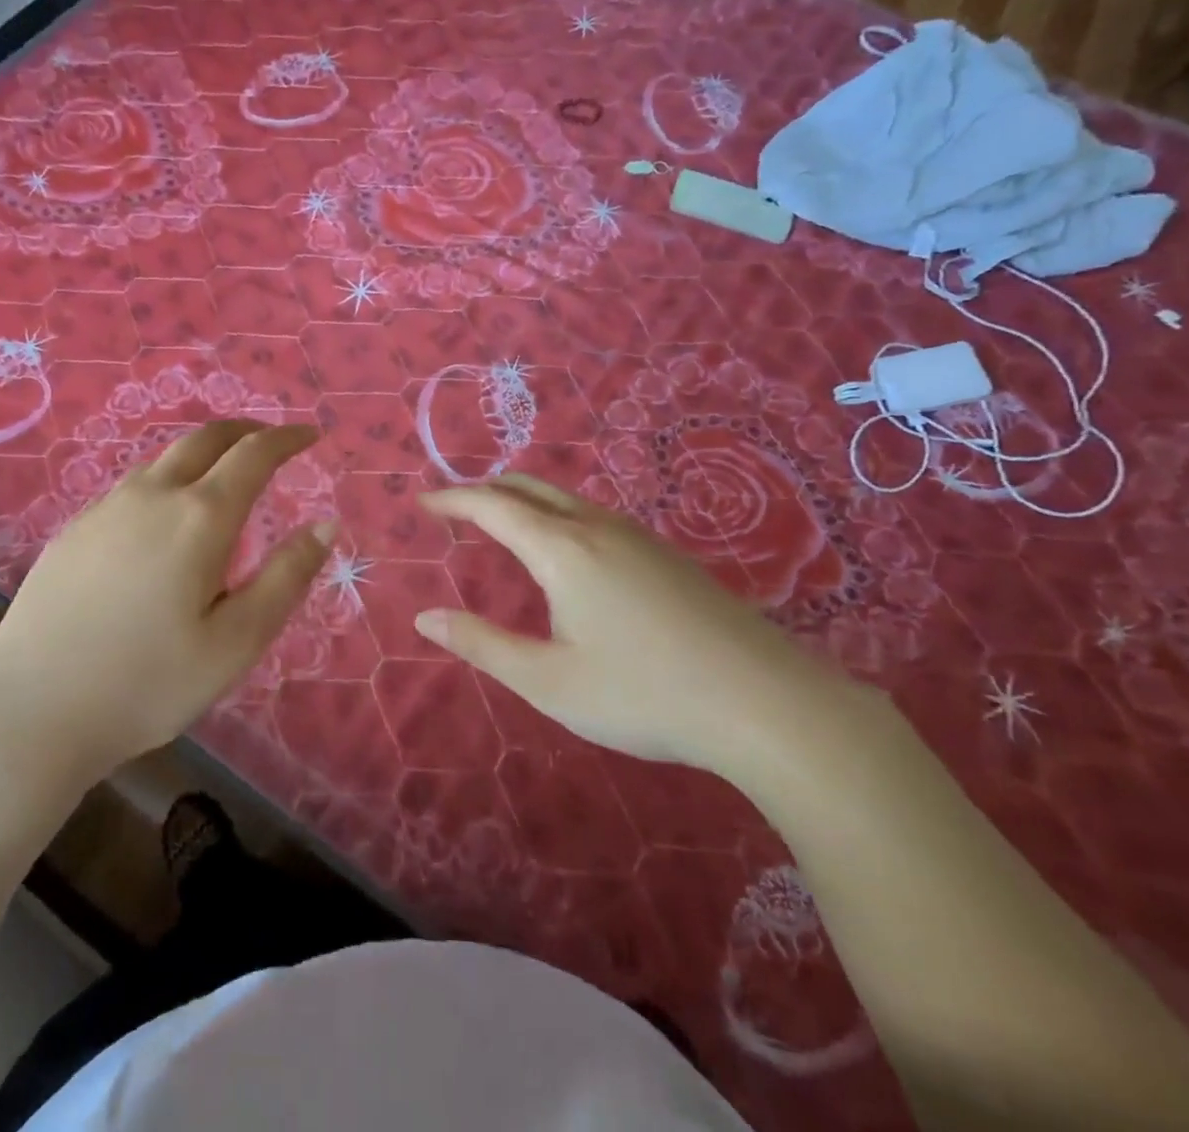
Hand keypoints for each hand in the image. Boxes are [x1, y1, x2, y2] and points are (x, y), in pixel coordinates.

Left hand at [0, 421, 334, 786]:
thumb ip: (286, 577)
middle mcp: (152, 496)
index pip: (254, 454)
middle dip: (246, 430)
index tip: (311, 434)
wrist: (29, 713)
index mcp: (200, 517)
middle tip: (272, 440)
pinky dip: (167, 479)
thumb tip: (325, 524)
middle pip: (206, 439)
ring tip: (223, 475)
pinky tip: (163, 518)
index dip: (288, 438)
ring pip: (164, 459)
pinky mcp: (74, 531)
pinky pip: (133, 486)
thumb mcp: (237, 641)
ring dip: (204, 453)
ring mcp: (105, 509)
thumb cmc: (147, 683)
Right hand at [415, 474, 844, 779]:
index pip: (492, 506)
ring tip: (500, 528)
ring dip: (523, 501)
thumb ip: (482, 645)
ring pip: (565, 499)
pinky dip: (557, 517)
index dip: (452, 499)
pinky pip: (594, 516)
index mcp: (561, 550)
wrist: (766, 702)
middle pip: (529, 487)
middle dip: (485, 490)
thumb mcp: (549, 681)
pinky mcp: (666, 555)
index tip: (421, 502)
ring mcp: (637, 537)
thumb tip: (425, 618)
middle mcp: (596, 527)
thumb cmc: (643, 693)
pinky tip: (566, 556)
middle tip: (454, 510)